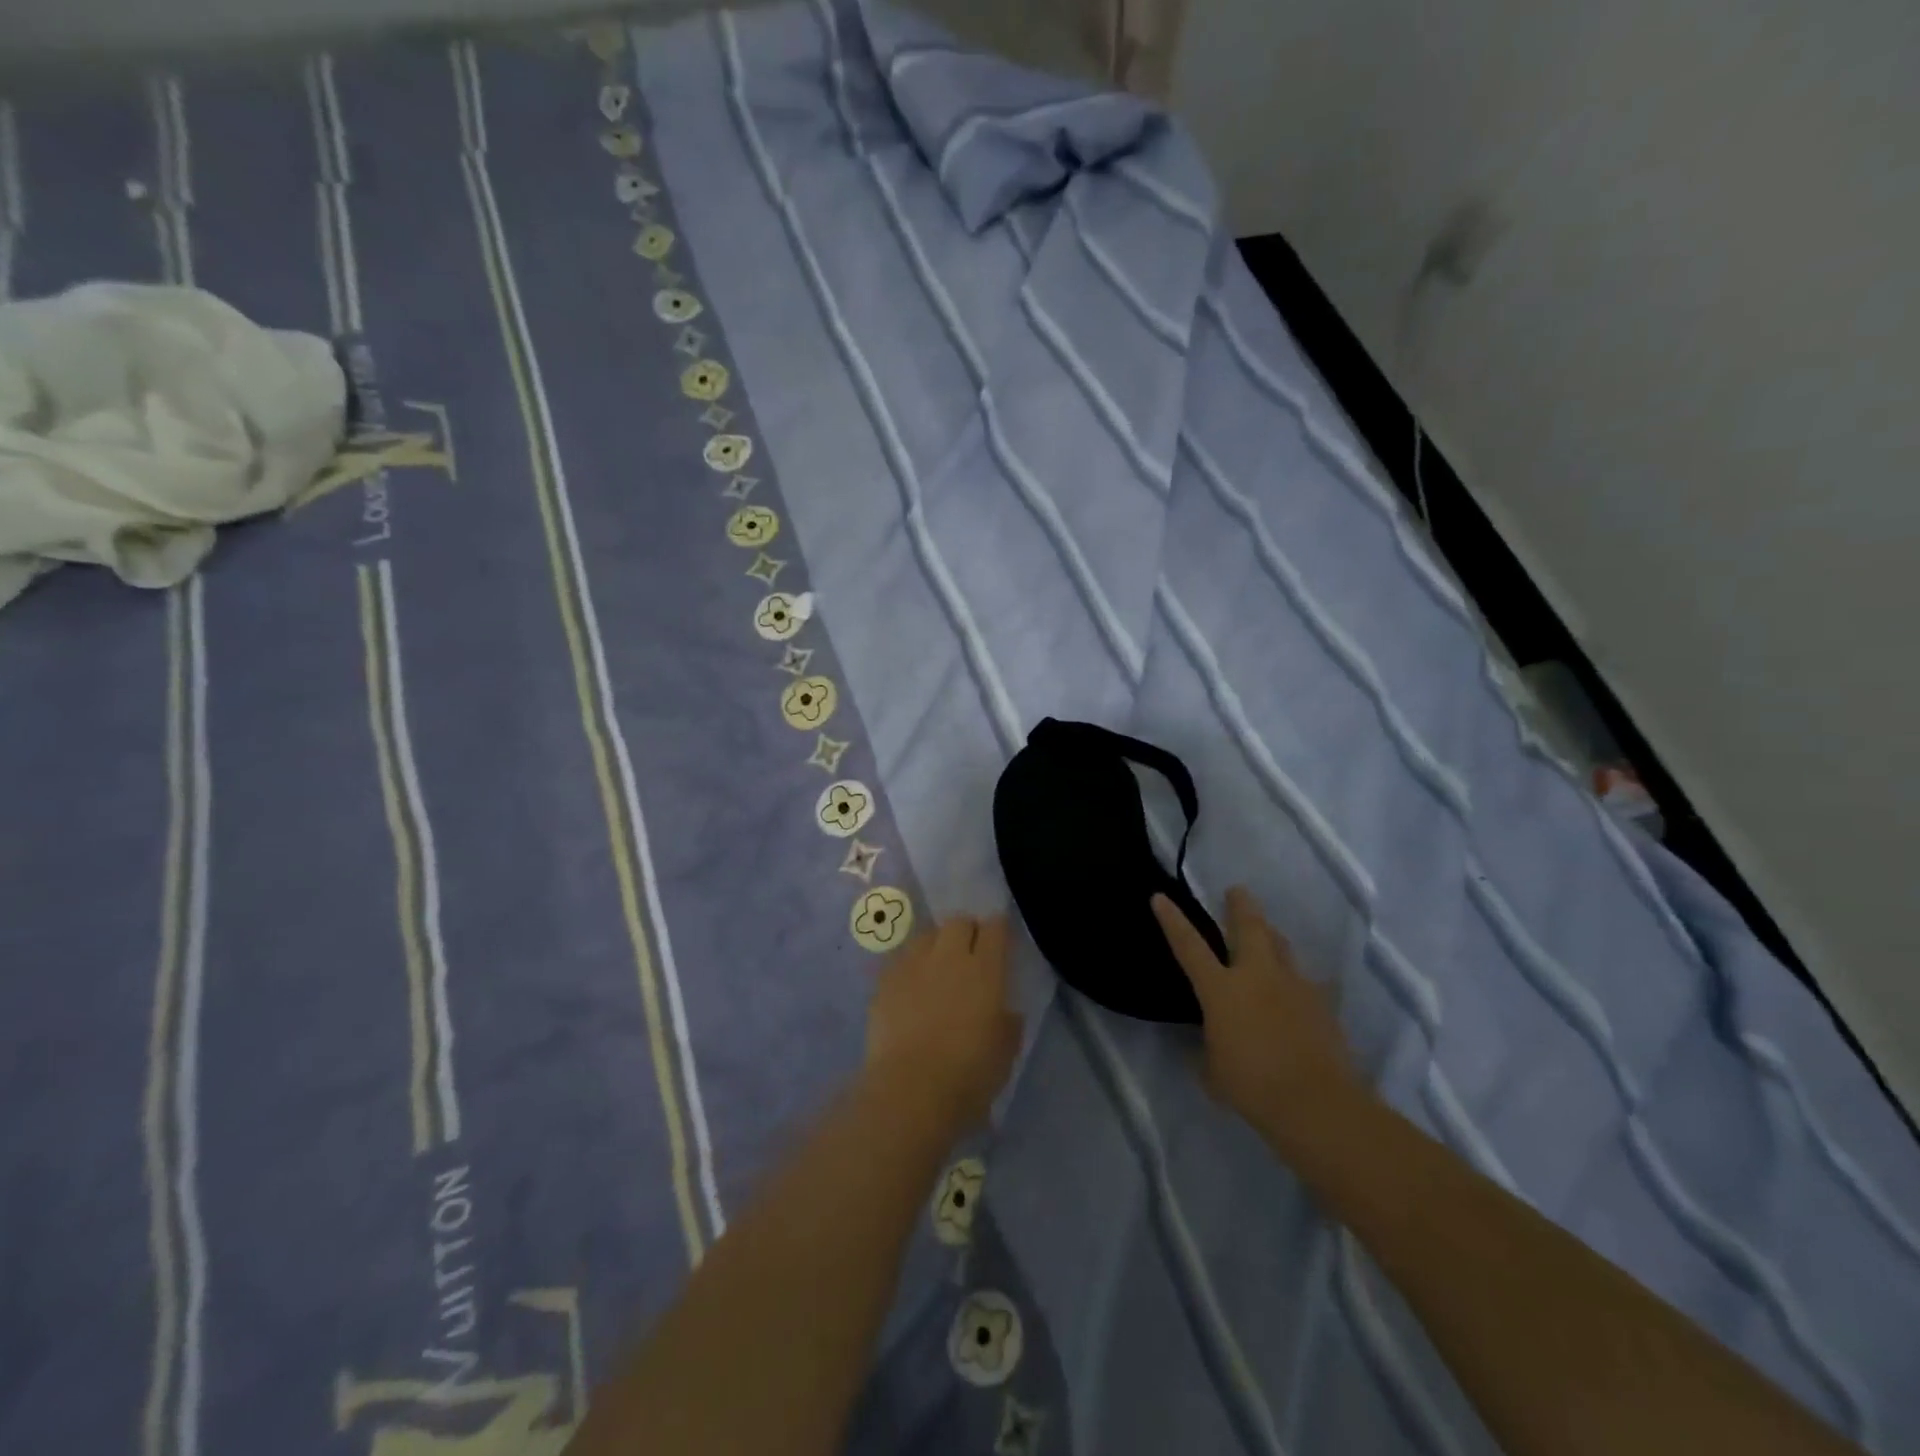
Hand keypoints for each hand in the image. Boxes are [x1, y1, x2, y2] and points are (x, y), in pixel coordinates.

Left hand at [864, 915, 1022, 1134]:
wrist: (910, 1090)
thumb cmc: (968, 1075)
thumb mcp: (1005, 1053)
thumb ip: (1008, 1023)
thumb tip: (1005, 1011)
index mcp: (985, 970)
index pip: (995, 928)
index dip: (999, 931)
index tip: (1000, 943)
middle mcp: (949, 956)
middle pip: (959, 922)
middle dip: (966, 932)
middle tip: (969, 955)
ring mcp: (913, 965)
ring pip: (927, 936)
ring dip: (936, 945)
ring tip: (937, 969)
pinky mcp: (885, 981)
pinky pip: (901, 960)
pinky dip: (910, 968)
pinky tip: (911, 989)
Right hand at [1152, 887, 1363, 1144]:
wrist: (1316, 1102)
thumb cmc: (1252, 1086)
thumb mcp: (1213, 1072)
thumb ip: (1208, 1049)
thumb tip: (1209, 1042)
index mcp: (1221, 990)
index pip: (1189, 946)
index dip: (1173, 921)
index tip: (1160, 897)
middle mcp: (1257, 976)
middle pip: (1248, 928)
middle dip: (1240, 906)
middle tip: (1236, 891)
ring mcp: (1294, 985)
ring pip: (1282, 946)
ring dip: (1272, 935)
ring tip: (1268, 932)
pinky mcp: (1323, 1004)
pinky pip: (1312, 983)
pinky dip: (1303, 982)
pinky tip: (1305, 989)